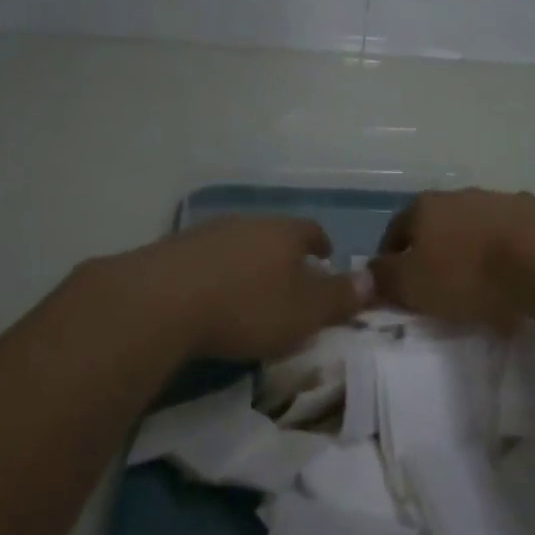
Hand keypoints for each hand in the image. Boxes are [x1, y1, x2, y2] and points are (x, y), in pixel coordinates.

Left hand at [94, 216, 370, 361]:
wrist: (163, 300)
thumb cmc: (247, 307)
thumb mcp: (304, 312)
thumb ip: (338, 297)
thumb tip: (371, 279)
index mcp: (285, 232)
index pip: (312, 231)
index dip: (322, 245)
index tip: (326, 259)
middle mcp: (249, 222)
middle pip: (274, 234)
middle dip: (284, 255)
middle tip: (290, 281)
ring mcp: (209, 232)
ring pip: (239, 243)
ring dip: (248, 263)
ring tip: (250, 290)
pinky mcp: (175, 249)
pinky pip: (208, 257)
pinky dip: (217, 273)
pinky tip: (211, 295)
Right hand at [368, 188, 534, 328]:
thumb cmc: (467, 273)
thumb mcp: (412, 285)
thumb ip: (384, 279)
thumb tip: (367, 273)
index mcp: (423, 207)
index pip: (396, 230)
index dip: (390, 257)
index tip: (394, 283)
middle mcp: (458, 195)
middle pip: (436, 224)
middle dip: (432, 250)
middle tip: (436, 284)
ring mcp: (498, 200)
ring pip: (473, 227)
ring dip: (470, 249)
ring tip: (477, 283)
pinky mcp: (534, 214)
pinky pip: (508, 236)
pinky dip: (503, 253)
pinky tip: (510, 276)